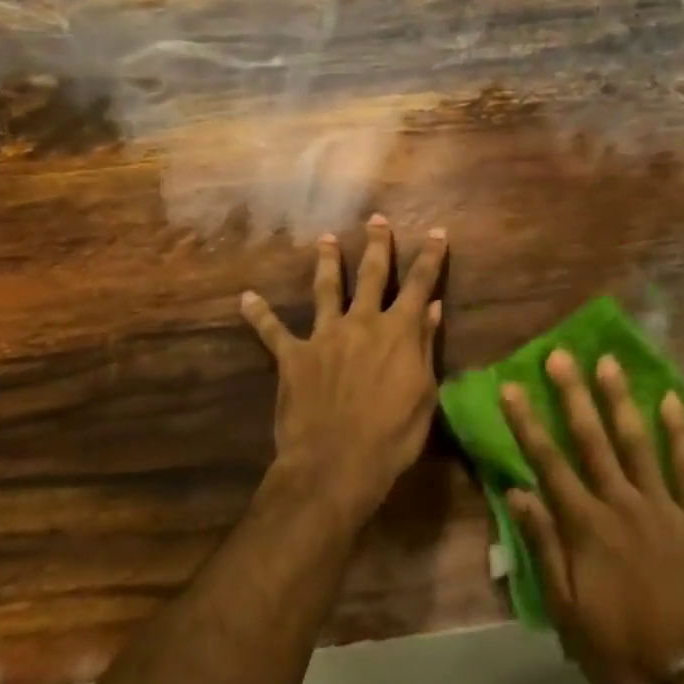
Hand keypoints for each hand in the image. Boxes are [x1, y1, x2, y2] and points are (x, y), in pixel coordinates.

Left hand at [241, 215, 446, 525]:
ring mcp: (325, 336)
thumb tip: (432, 308)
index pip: (419, 284)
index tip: (437, 232)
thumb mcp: (424, 393)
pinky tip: (246, 298)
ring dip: (326, 262)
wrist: (336, 463)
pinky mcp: (293, 357)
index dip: (430, 257)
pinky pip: (272, 331)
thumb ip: (425, 347)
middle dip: (376, 245)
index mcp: (399, 331)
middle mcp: (362, 323)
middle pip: (371, 275)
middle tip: (376, 220)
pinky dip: (259, 314)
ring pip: (326, 290)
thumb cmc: (392, 435)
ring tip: (324, 239)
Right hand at [501, 352, 683, 683]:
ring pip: (637, 442)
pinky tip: (673, 401)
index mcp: (585, 526)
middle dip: (572, 395)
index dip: (526, 423)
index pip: (548, 463)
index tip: (511, 387)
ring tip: (608, 362)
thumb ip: (544, 546)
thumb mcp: (566, 609)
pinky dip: (680, 433)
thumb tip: (518, 493)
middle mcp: (621, 503)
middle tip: (560, 356)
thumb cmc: (620, 647)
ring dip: (620, 400)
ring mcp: (663, 505)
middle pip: (592, 440)